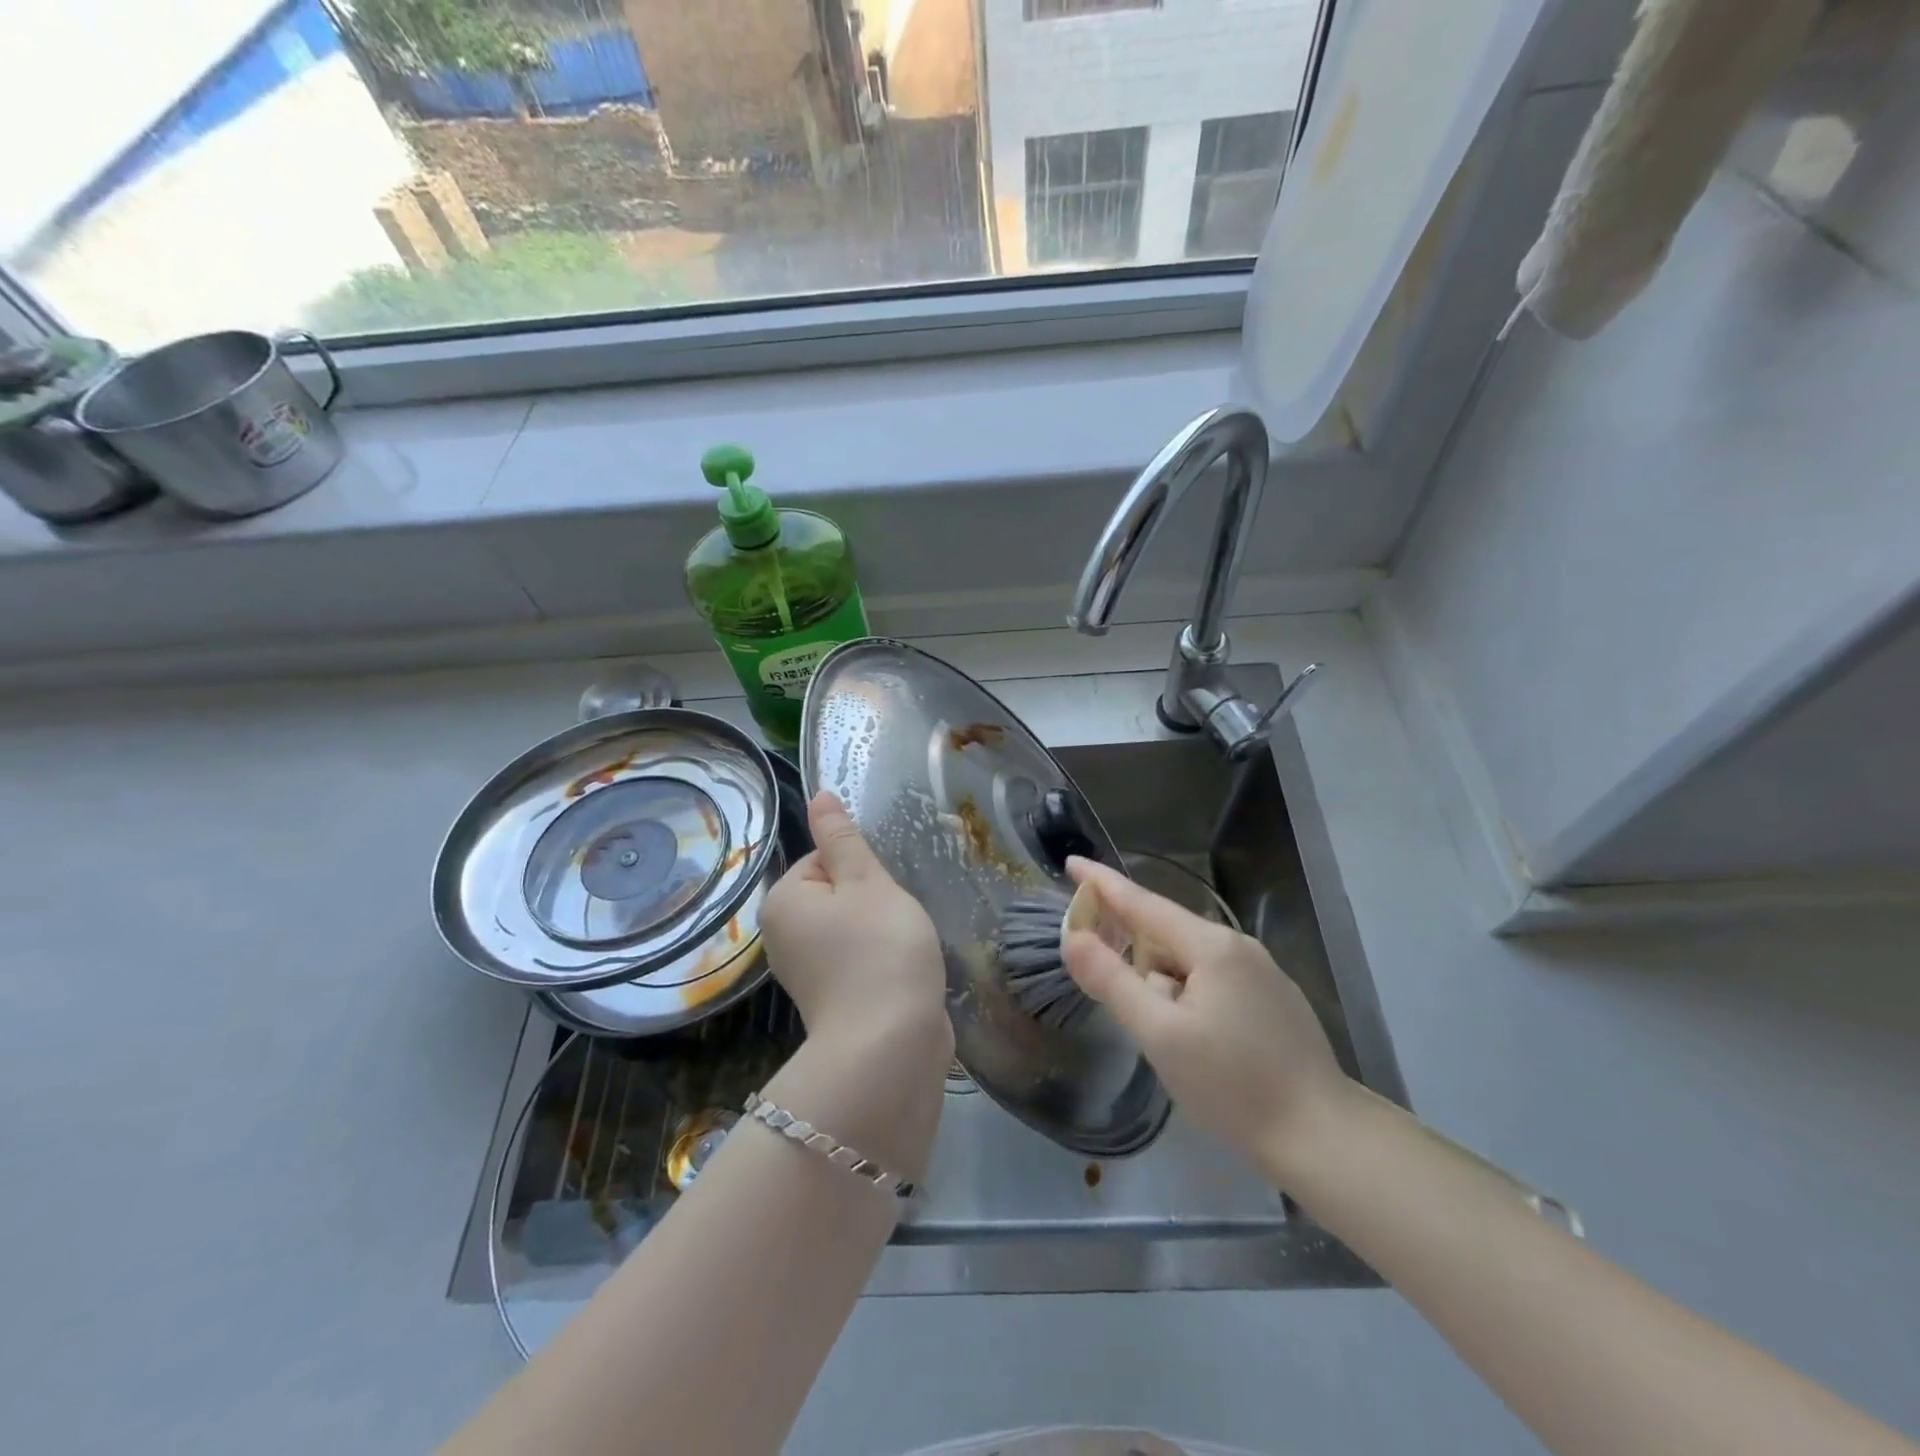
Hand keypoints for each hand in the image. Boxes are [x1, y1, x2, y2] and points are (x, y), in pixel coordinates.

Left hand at [761, 792, 950, 1049]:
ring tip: (903, 946)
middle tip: (896, 921)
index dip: (862, 871)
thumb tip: (819, 795)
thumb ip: (842, 838)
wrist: (891, 1045)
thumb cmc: (880, 949)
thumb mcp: (866, 881)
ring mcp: (806, 972)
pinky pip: (856, 959)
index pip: (824, 859)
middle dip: (873, 901)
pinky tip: (900, 969)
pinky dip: (879, 959)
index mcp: (783, 901)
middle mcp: (782, 936)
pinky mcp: (831, 999)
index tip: (882, 895)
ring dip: (881, 930)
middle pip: (837, 893)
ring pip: (851, 926)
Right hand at [1060, 857, 1353, 1183]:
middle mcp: (1238, 947)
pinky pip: (1212, 980)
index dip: (1101, 883)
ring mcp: (1261, 972)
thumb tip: (1072, 936)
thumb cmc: (1233, 1085)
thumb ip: (1112, 980)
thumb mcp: (1160, 1035)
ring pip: (1188, 961)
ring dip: (1162, 985)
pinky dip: (1187, 996)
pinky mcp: (1273, 1000)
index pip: (1142, 902)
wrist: (1323, 1137)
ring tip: (1166, 1039)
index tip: (1070, 863)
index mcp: (1211, 946)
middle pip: (1165, 934)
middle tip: (1116, 998)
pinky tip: (1196, 1041)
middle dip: (1133, 956)